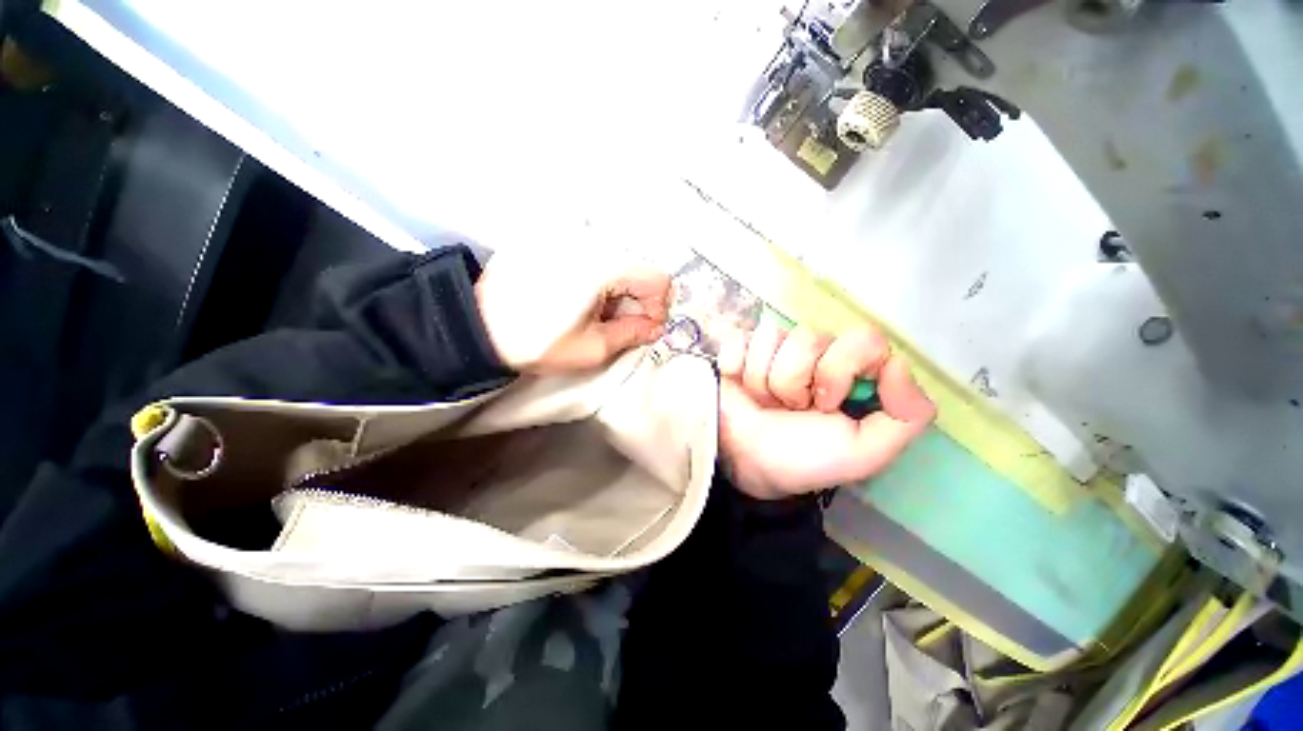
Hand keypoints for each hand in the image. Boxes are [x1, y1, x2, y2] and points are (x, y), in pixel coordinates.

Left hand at [475, 247, 670, 372]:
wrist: (479, 326)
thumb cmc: (537, 341)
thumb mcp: (592, 348)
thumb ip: (632, 333)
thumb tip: (653, 326)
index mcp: (604, 266)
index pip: (658, 279)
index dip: (657, 308)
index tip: (643, 328)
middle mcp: (592, 243)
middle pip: (638, 270)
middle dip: (637, 303)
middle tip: (619, 327)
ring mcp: (573, 239)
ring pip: (618, 264)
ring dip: (618, 294)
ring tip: (596, 316)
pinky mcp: (556, 242)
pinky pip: (596, 258)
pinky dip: (600, 283)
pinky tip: (581, 301)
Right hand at [716, 321, 935, 499]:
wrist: (746, 464)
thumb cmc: (803, 459)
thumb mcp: (865, 452)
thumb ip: (906, 416)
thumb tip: (897, 364)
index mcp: (851, 370)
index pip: (863, 338)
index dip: (841, 368)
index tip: (826, 403)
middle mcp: (816, 352)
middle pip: (809, 337)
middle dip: (795, 382)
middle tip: (792, 408)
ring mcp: (775, 347)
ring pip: (771, 336)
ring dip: (764, 382)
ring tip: (765, 404)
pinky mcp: (740, 346)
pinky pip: (740, 340)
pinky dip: (737, 369)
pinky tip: (741, 387)